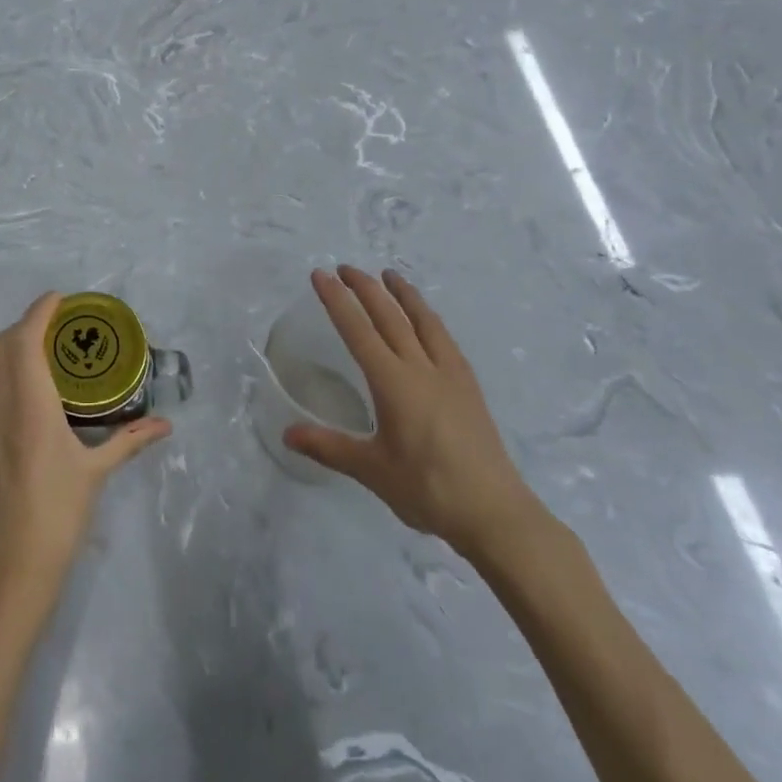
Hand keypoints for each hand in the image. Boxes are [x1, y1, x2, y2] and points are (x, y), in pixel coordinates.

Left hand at [0, 293, 171, 621]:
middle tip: (55, 326)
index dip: (38, 312)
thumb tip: (165, 425)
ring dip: (9, 350)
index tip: (59, 298)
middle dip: (24, 326)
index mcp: (30, 406)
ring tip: (40, 354)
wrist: (9, 568)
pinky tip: (24, 400)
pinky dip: (1, 379)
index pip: (25, 341)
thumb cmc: (58, 514)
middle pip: (1, 348)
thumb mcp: (96, 473)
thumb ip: (129, 441)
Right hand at [283, 266, 545, 562]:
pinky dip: (429, 318)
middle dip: (365, 289)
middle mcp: (421, 369)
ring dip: (403, 294)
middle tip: (345, 268)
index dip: (337, 301)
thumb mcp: (371, 470)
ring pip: (423, 321)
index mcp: (393, 383)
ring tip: (389, 274)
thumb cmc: (428, 490)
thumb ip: (329, 447)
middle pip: (390, 317)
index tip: (321, 275)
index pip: (358, 331)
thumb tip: (287, 435)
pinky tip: (427, 320)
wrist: (495, 513)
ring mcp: (450, 375)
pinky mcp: (469, 387)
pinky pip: (445, 339)